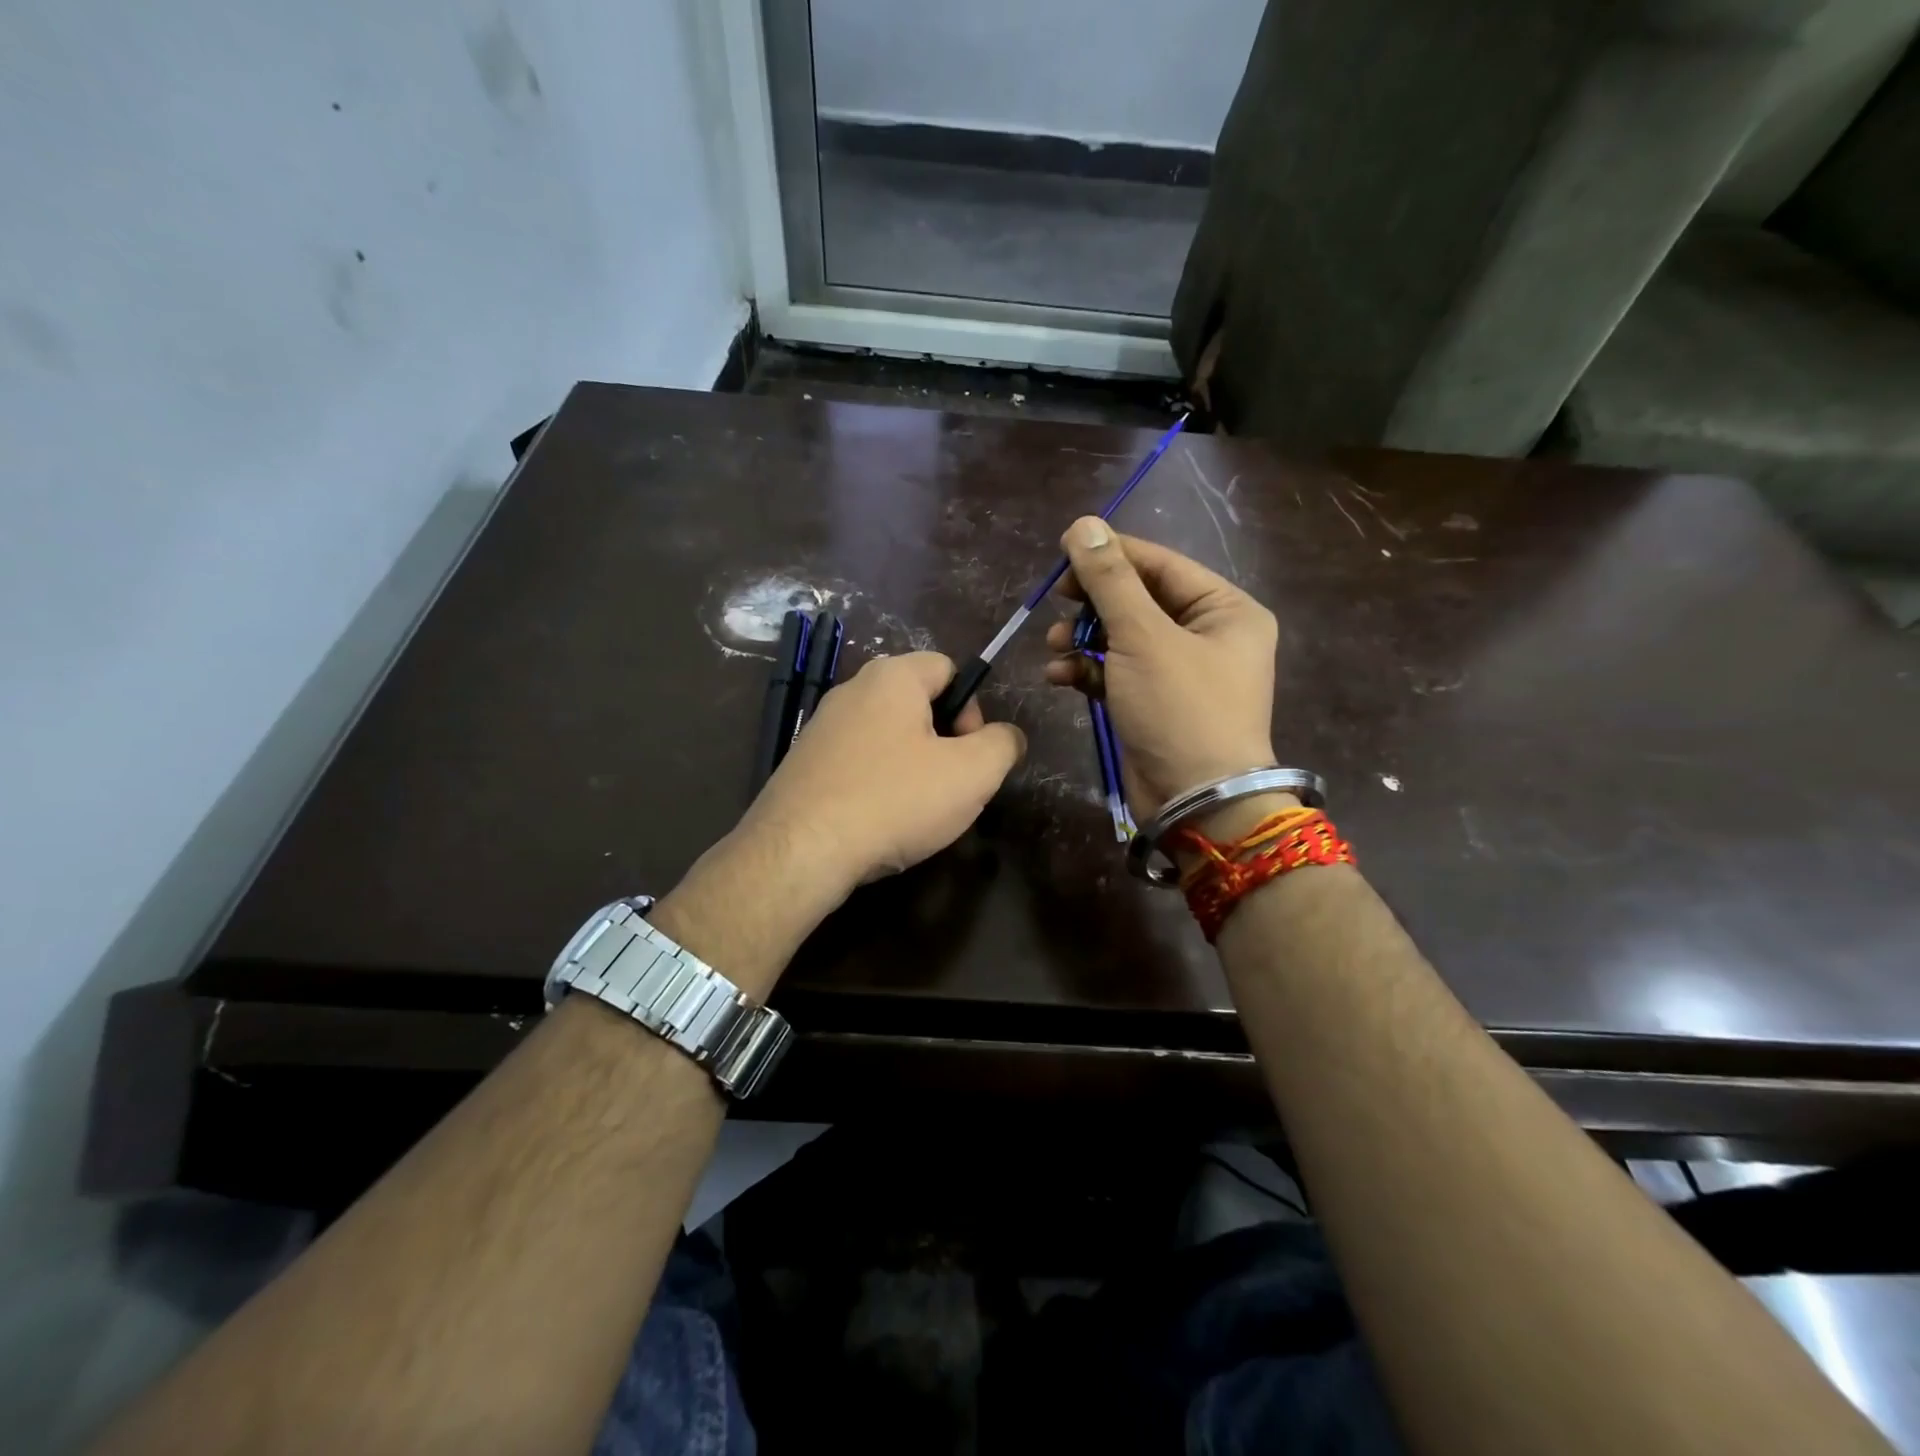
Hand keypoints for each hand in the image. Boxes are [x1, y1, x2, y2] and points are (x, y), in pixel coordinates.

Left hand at [745, 651, 1026, 900]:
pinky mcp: (803, 763)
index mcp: (892, 677)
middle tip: (948, 787)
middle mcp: (851, 690)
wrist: (800, 851)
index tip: (969, 755)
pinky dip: (876, 784)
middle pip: (918, 704)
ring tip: (914, 811)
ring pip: (887, 736)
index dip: (972, 709)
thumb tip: (1006, 737)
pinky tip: (877, 822)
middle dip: (943, 742)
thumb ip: (1003, 744)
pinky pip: (857, 762)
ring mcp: (821, 727)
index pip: (948, 669)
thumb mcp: (973, 773)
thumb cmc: (894, 800)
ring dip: (911, 767)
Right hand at [1044, 517, 1277, 813]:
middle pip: (1139, 600)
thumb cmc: (1180, 709)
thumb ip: (1110, 580)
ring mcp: (1179, 672)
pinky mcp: (1153, 703)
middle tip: (1057, 602)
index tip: (1063, 552)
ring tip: (1054, 646)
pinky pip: (1116, 672)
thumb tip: (1083, 524)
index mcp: (1225, 610)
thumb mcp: (1142, 637)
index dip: (1111, 555)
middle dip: (1093, 604)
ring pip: (1122, 637)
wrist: (1194, 800)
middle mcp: (1207, 635)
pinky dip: (1087, 671)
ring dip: (1083, 639)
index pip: (1161, 565)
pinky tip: (1058, 676)